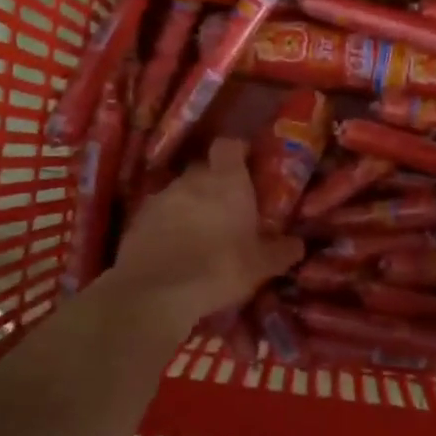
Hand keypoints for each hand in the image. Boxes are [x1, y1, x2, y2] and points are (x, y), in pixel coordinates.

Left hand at [111, 138, 303, 327]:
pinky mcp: (138, 219)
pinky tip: (175, 248)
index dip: (237, 152)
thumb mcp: (261, 265)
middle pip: (204, 168)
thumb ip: (281, 251)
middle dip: (214, 182)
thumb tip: (298, 244)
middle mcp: (192, 180)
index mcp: (226, 181)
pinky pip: (159, 214)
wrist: (157, 290)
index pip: (229, 145)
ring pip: (180, 192)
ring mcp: (161, 197)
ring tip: (200, 233)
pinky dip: (168, 224)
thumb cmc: (220, 268)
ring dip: (190, 205)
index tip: (246, 165)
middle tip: (227, 207)